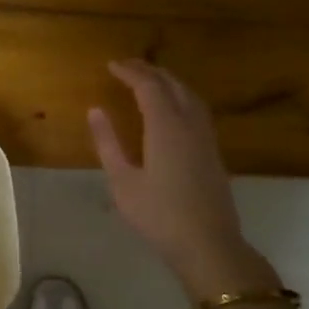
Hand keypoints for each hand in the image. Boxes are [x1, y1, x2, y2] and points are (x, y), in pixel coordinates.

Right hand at [88, 59, 280, 301]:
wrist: (207, 244)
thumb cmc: (158, 215)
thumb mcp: (122, 181)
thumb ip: (108, 143)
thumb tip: (95, 110)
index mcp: (166, 127)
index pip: (149, 86)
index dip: (130, 72)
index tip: (111, 65)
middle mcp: (190, 124)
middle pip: (172, 85)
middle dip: (149, 71)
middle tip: (127, 67)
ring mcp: (206, 137)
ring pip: (189, 95)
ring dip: (168, 81)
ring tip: (148, 80)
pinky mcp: (212, 151)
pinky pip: (197, 109)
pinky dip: (180, 97)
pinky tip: (172, 108)